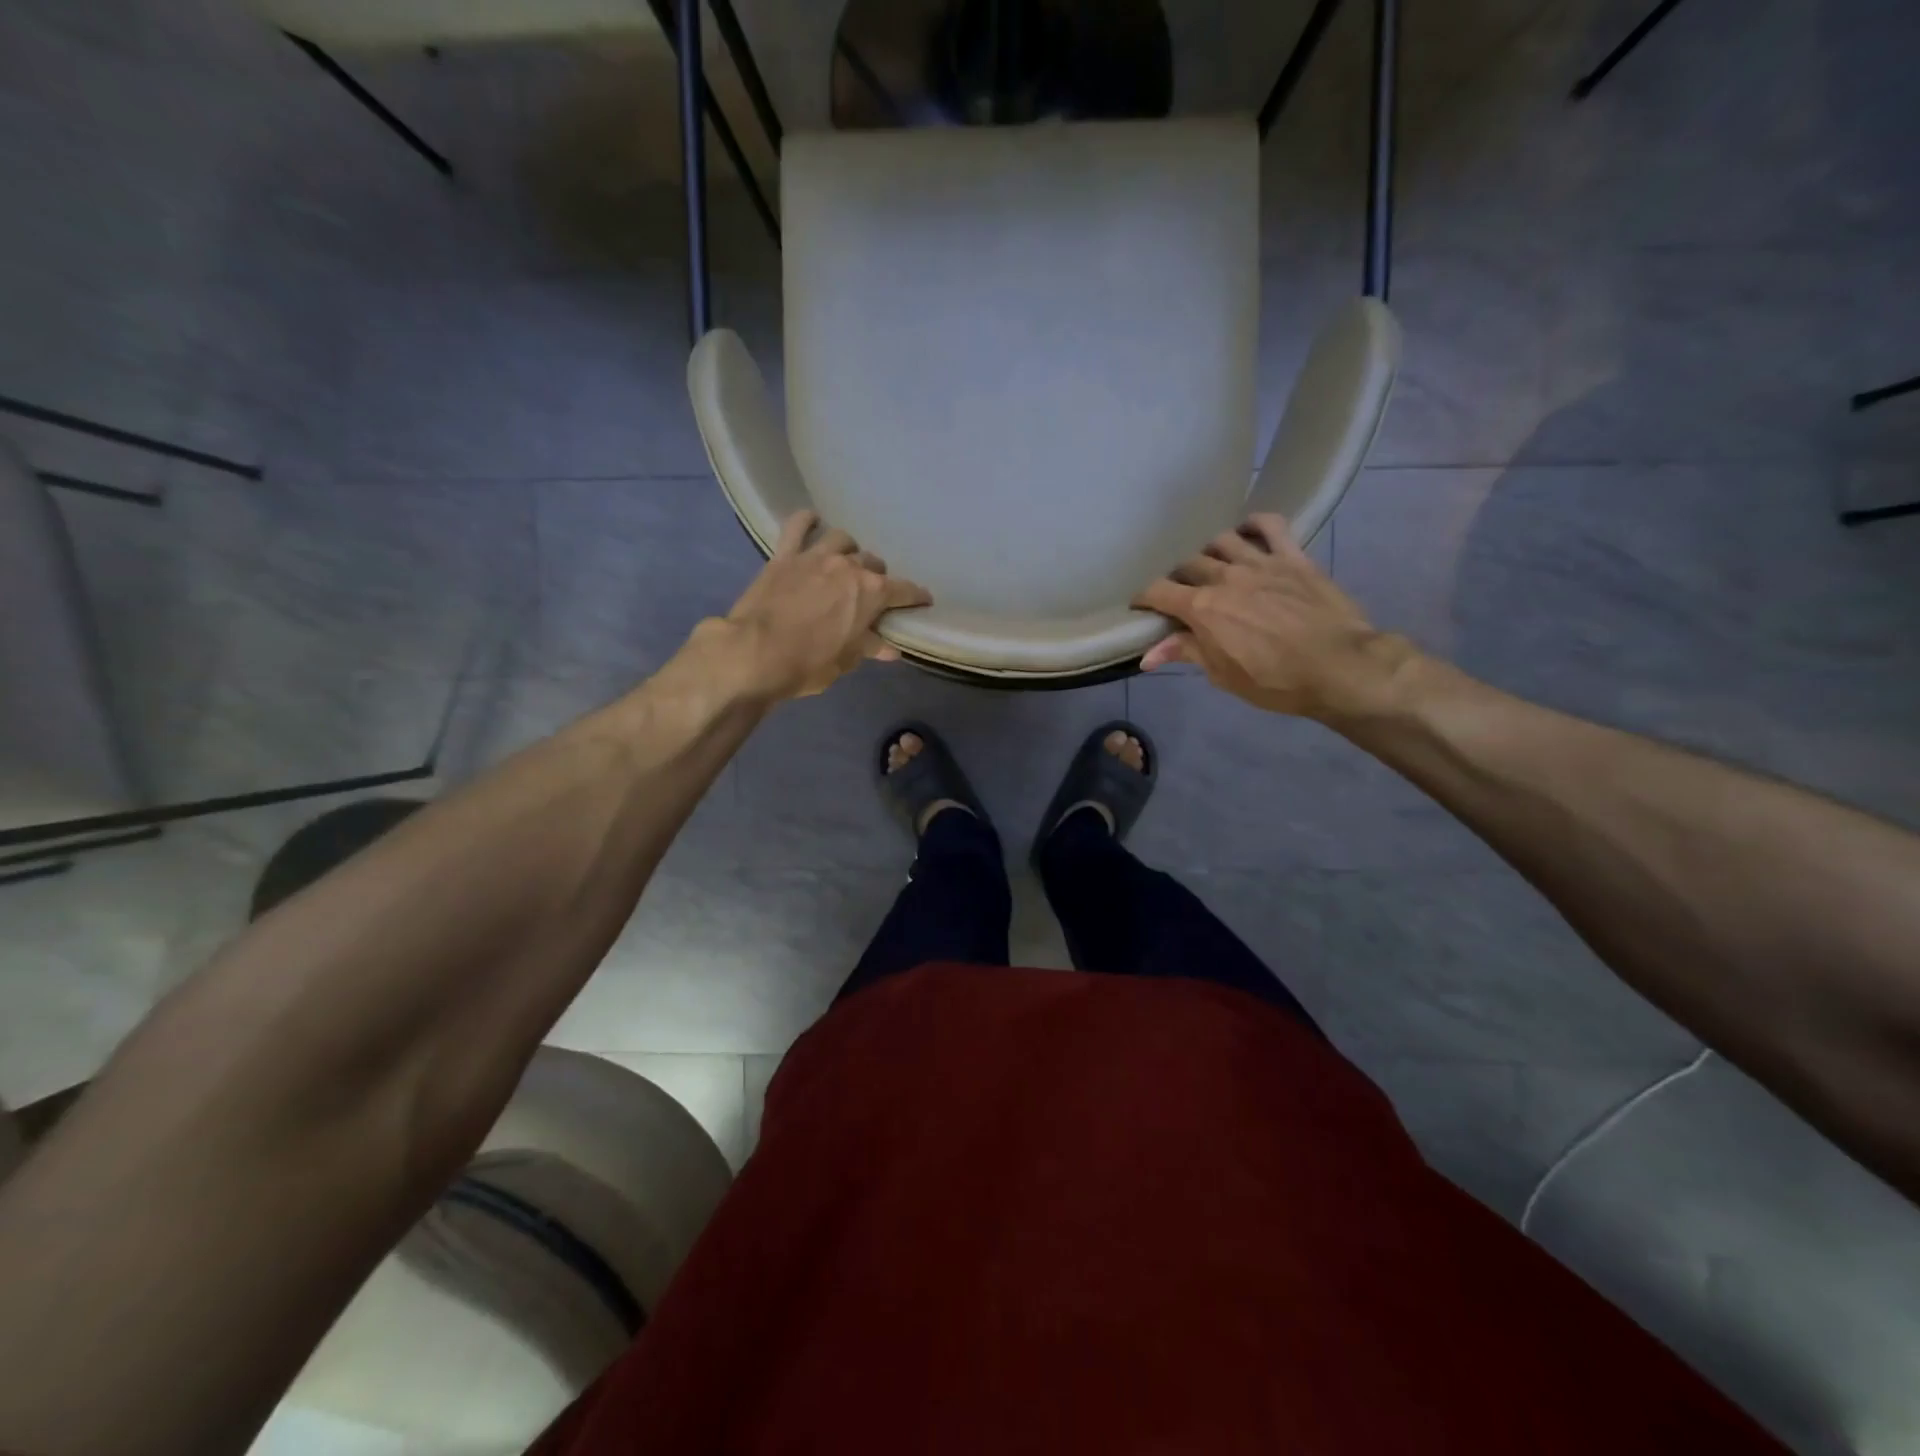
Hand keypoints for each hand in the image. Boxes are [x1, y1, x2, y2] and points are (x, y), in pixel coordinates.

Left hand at [715, 511, 931, 700]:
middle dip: (878, 577)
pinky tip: (811, 520)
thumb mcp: (846, 661)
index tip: (924, 600)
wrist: (755, 654)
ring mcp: (815, 557)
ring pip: (842, 539)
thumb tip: (891, 649)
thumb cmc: (809, 664)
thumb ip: (870, 647)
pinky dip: (806, 521)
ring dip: (849, 549)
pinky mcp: (785, 555)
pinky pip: (797, 526)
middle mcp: (848, 567)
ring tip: (846, 561)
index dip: (916, 596)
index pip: (904, 591)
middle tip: (872, 593)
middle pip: (873, 564)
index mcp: (871, 593)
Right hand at [1133, 513, 1414, 720]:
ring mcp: (1260, 562)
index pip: (1157, 590)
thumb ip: (1186, 653)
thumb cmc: (1275, 681)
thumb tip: (1148, 655)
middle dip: (1177, 578)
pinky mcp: (1292, 557)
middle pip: (1187, 564)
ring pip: (1221, 540)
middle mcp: (1225, 577)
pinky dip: (1254, 524)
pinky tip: (1247, 533)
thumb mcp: (1223, 675)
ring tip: (1212, 565)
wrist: (1339, 667)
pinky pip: (1270, 525)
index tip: (1141, 606)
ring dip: (1210, 551)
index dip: (1143, 597)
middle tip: (1180, 593)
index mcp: (1202, 608)